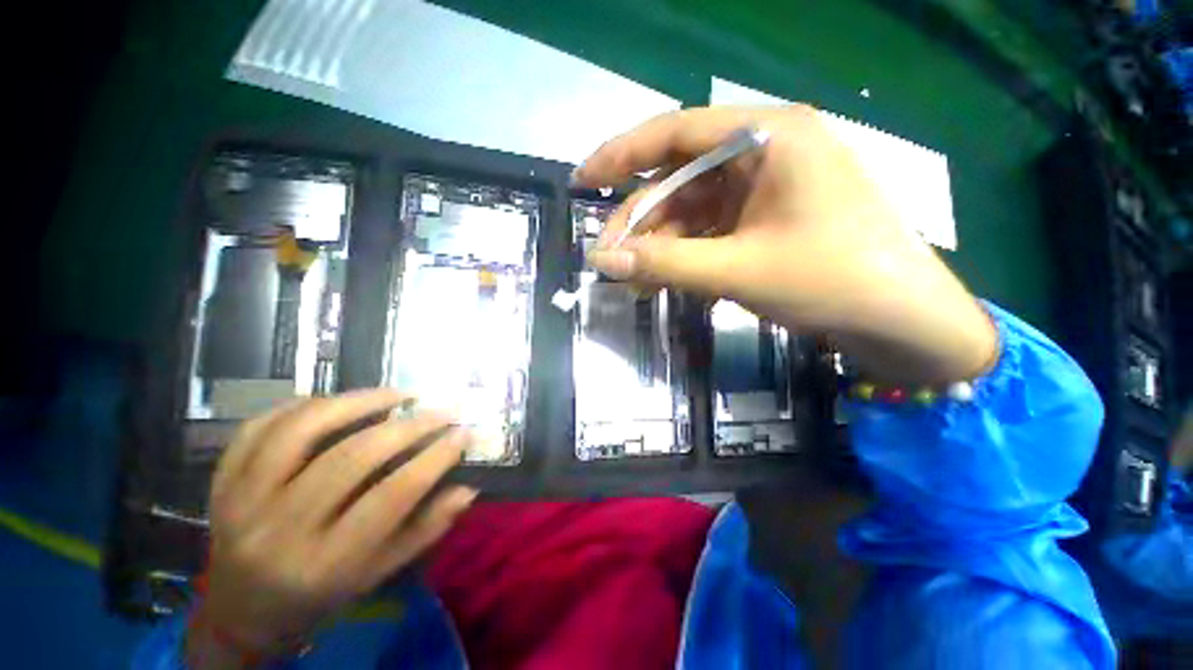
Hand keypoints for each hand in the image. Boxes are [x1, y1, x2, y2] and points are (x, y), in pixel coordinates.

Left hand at [189, 389, 476, 667]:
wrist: (242, 610)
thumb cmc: (321, 594)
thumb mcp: (379, 573)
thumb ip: (426, 529)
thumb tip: (468, 487)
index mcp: (324, 563)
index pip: (391, 497)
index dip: (434, 458)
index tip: (463, 433)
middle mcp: (279, 530)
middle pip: (351, 458)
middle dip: (409, 426)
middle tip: (441, 411)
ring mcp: (242, 500)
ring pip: (302, 430)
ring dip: (358, 401)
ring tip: (398, 394)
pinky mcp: (222, 480)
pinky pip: (260, 426)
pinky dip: (305, 404)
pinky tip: (338, 401)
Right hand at [575, 105, 996, 384]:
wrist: (902, 321)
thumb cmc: (831, 281)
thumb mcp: (738, 270)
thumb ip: (664, 264)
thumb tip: (602, 261)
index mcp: (768, 136)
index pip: (675, 131)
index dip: (621, 154)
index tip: (583, 180)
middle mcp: (765, 150)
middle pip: (679, 176)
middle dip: (639, 219)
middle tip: (608, 256)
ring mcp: (766, 187)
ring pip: (691, 208)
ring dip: (658, 243)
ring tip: (631, 278)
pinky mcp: (766, 218)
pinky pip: (709, 228)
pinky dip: (682, 252)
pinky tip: (662, 278)